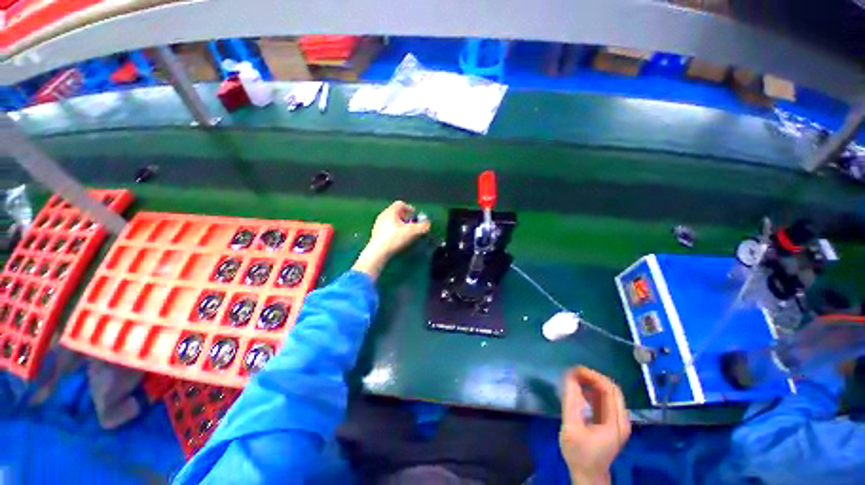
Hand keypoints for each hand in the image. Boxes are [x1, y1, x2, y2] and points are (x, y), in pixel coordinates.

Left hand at [352, 201, 430, 279]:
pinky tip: (397, 239)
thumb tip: (428, 224)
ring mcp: (378, 224)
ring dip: (400, 225)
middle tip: (412, 225)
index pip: (401, 204)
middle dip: (406, 218)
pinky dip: (394, 231)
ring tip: (406, 233)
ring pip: (392, 221)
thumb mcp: (412, 232)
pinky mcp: (376, 234)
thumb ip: (422, 227)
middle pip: (396, 213)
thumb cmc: (394, 239)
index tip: (415, 216)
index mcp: (390, 212)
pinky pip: (387, 228)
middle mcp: (383, 215)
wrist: (378, 252)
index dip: (410, 209)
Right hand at [559, 366, 630, 484]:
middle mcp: (621, 420)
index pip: (609, 389)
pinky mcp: (612, 423)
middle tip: (574, 373)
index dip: (592, 376)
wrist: (587, 475)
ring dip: (592, 383)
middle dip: (592, 377)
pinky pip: (605, 400)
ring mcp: (618, 422)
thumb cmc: (579, 453)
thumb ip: (571, 401)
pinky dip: (593, 392)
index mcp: (615, 422)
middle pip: (612, 389)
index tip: (574, 370)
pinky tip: (580, 392)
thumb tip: (569, 376)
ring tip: (575, 380)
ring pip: (609, 393)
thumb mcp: (571, 427)